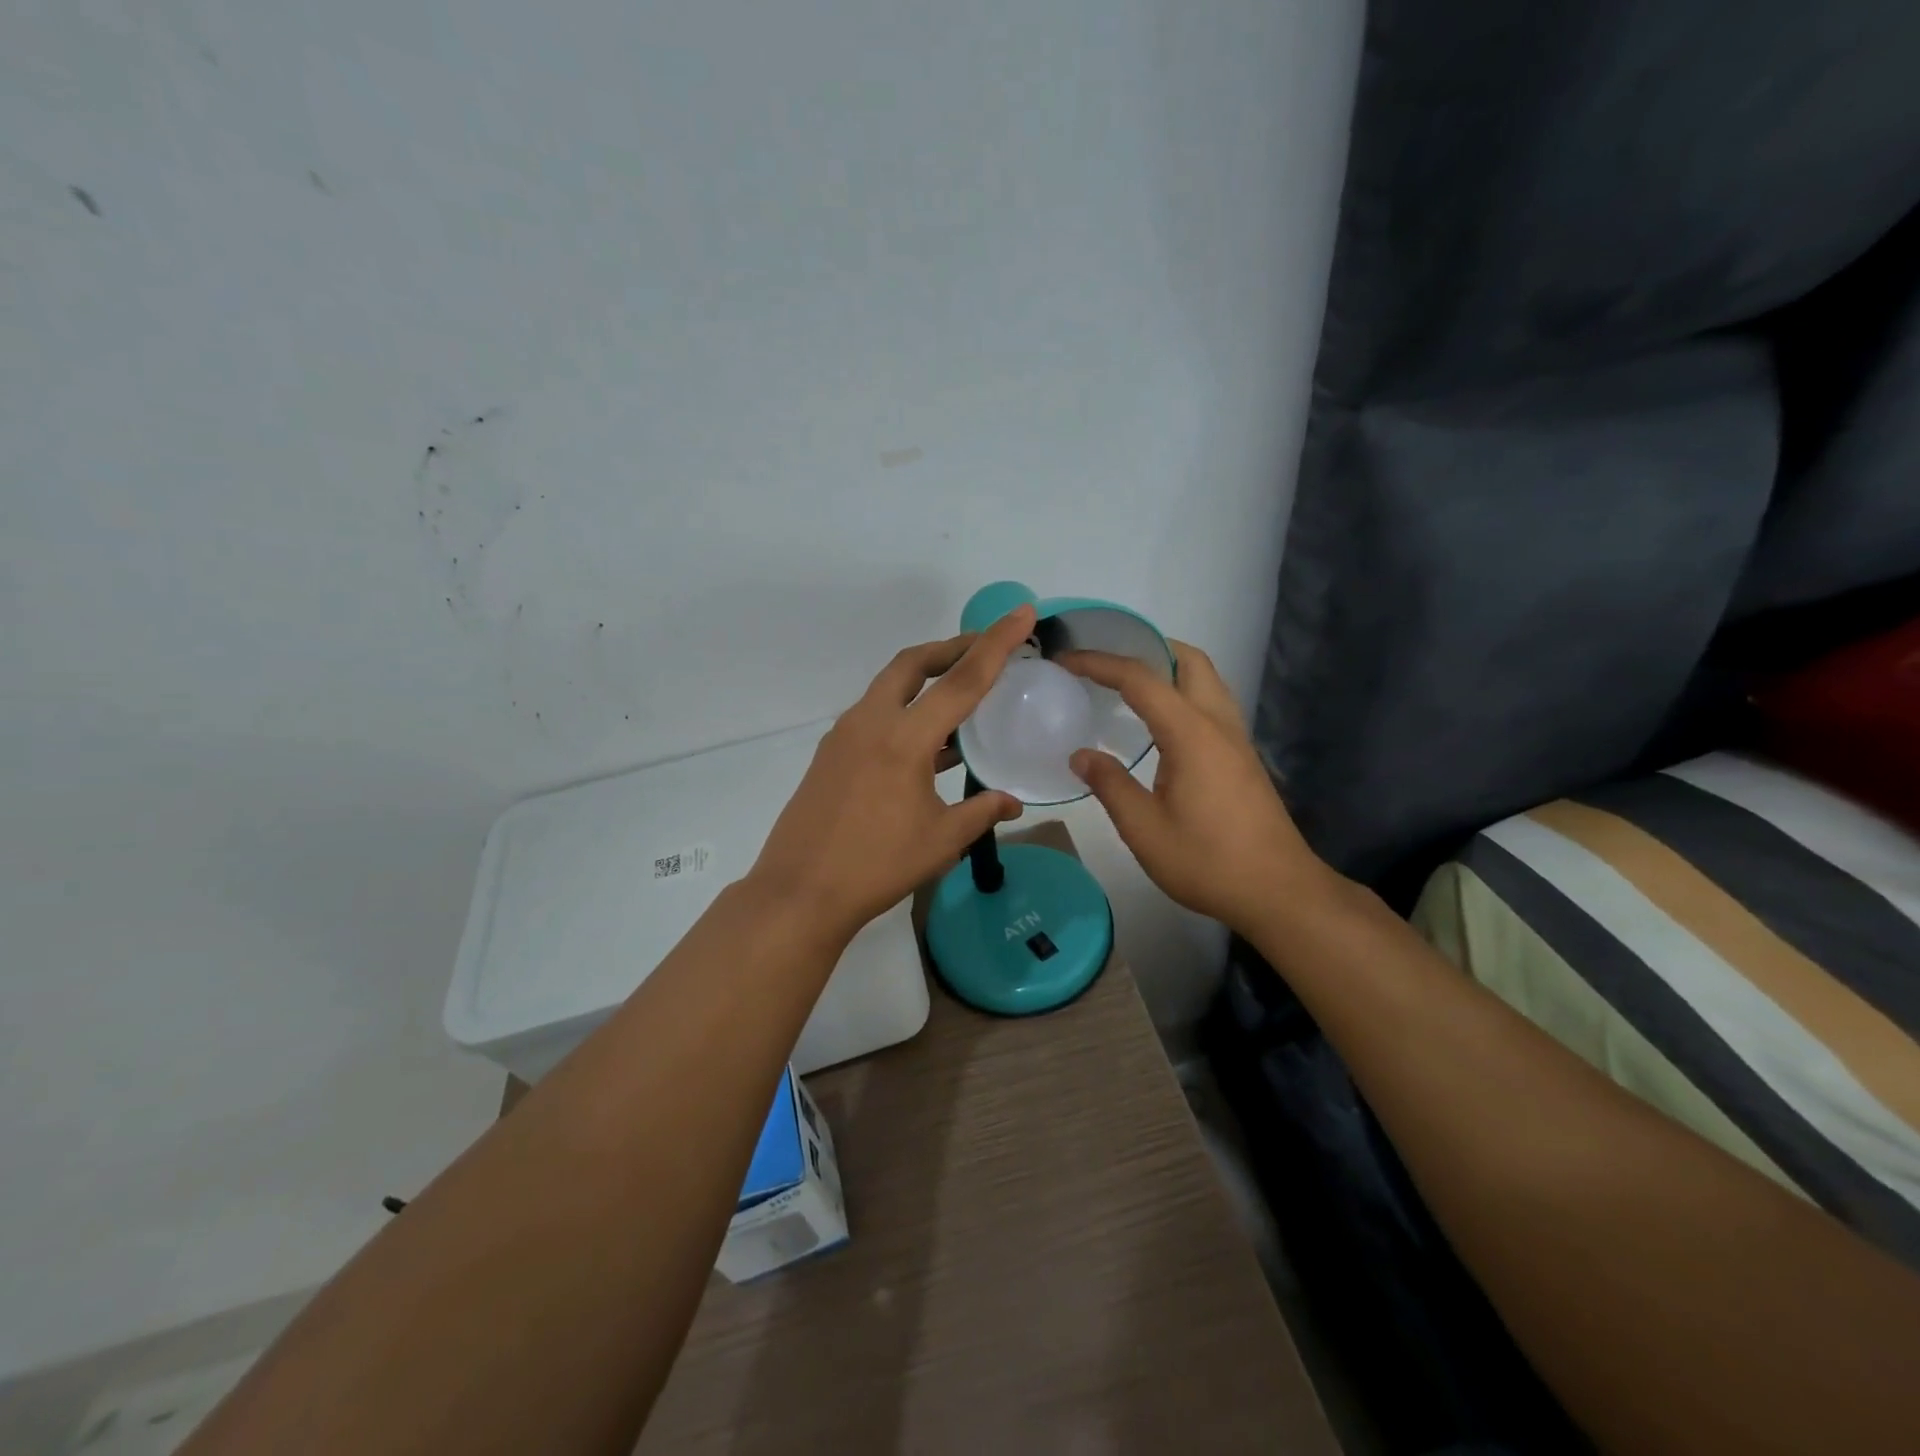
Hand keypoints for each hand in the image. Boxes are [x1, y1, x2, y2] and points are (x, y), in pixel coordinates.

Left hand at [747, 607, 1034, 945]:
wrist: (799, 893)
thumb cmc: (876, 867)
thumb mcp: (941, 841)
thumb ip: (982, 812)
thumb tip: (1013, 801)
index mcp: (903, 738)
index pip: (961, 680)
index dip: (996, 644)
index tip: (1021, 614)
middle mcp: (870, 723)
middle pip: (912, 663)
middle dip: (950, 648)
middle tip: (983, 650)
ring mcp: (844, 736)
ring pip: (889, 688)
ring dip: (925, 681)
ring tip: (960, 698)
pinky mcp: (831, 754)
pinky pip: (875, 716)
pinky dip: (904, 712)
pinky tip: (926, 744)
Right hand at [1063, 642, 1326, 930]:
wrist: (1278, 892)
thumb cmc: (1207, 862)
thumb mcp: (1144, 829)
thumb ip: (1110, 786)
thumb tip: (1081, 756)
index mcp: (1191, 733)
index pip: (1141, 679)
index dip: (1100, 663)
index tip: (1066, 660)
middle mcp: (1218, 724)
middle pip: (1188, 661)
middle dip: (1147, 649)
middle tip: (1107, 664)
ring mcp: (1237, 740)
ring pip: (1206, 680)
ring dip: (1169, 670)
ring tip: (1129, 687)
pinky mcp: (1243, 758)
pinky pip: (1211, 705)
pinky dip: (1182, 694)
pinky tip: (1159, 726)